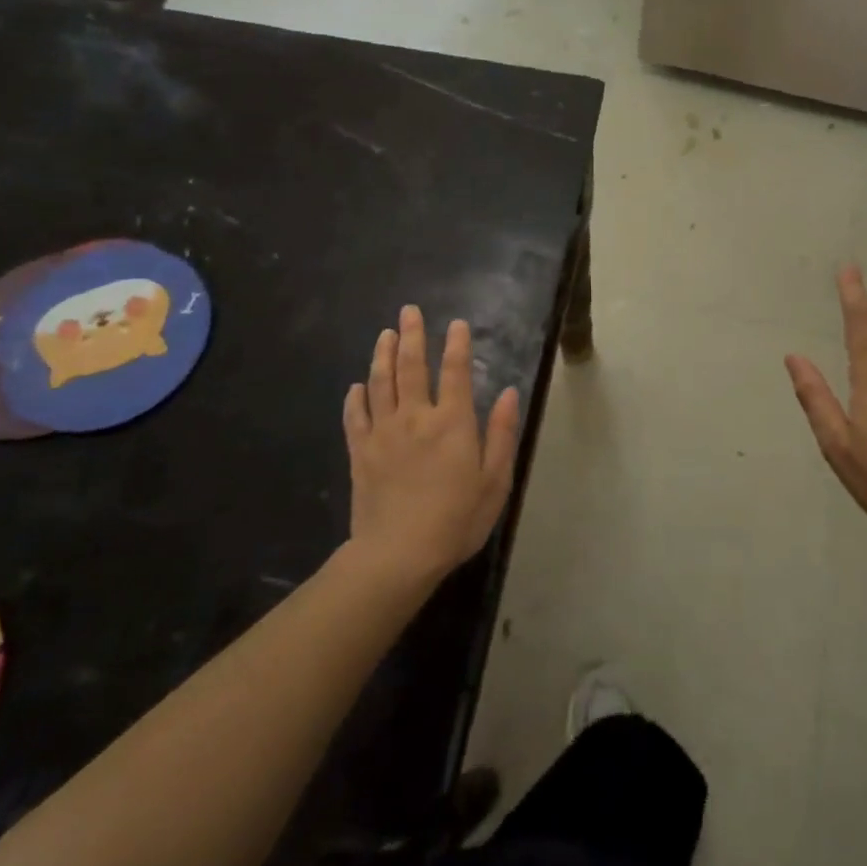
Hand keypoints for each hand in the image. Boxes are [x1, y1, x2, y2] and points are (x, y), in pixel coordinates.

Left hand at [343, 306, 519, 586]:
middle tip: (408, 311)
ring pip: (381, 382)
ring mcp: (384, 432)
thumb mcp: (495, 481)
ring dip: (383, 354)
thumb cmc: (456, 519)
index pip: (456, 371)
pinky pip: (356, 416)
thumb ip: (502, 434)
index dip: (457, 344)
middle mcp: (416, 417)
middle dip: (412, 335)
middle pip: (411, 366)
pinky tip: (358, 386)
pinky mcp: (361, 452)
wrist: (398, 554)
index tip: (456, 323)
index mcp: (452, 422)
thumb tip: (510, 393)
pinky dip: (356, 397)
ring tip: (385, 334)